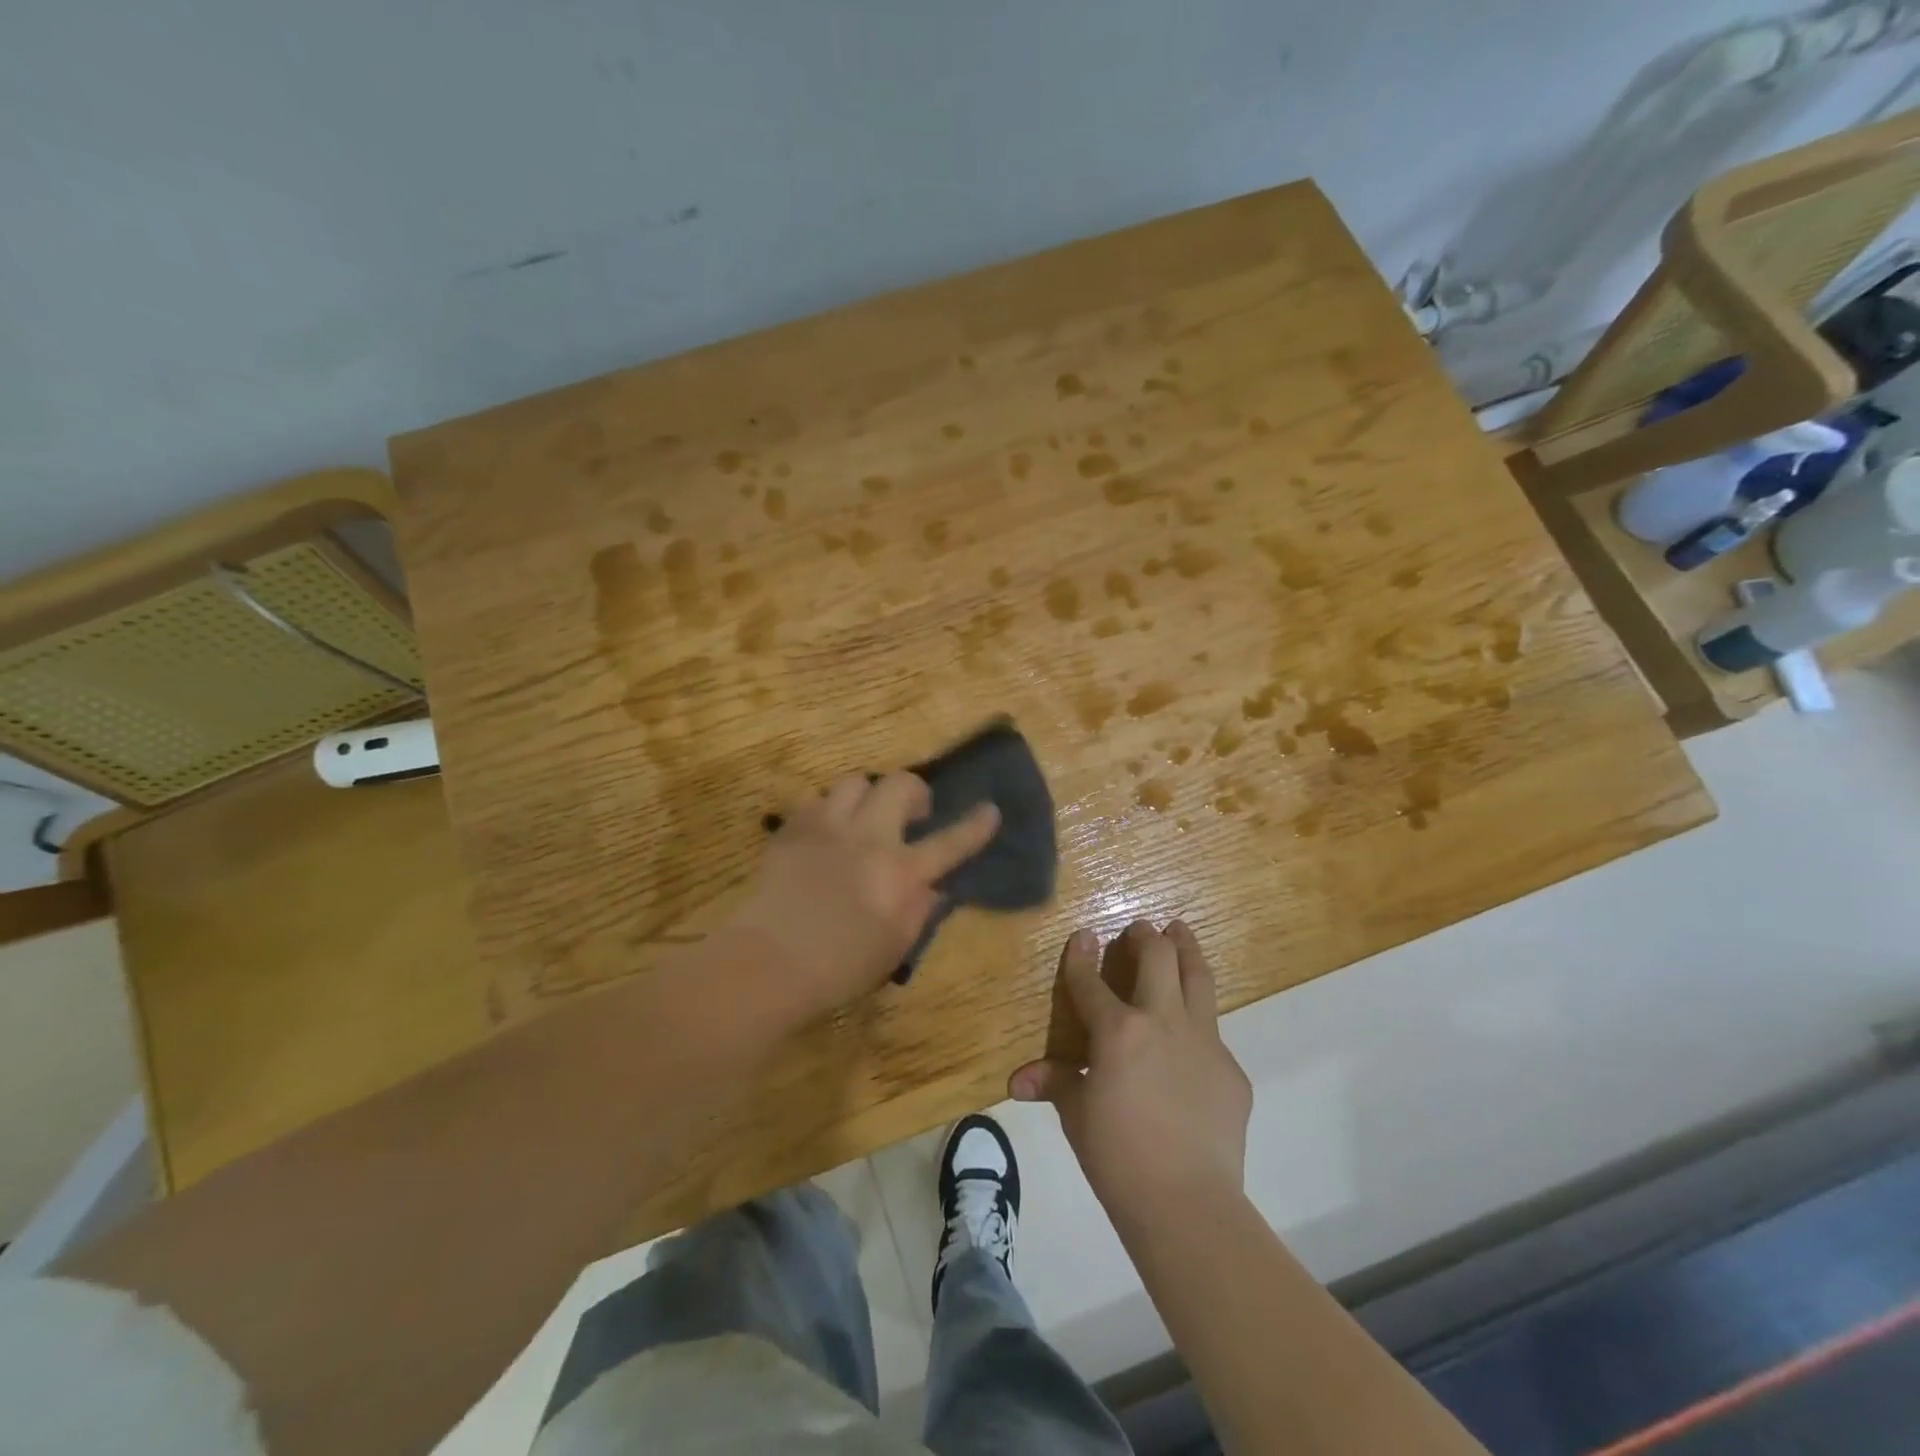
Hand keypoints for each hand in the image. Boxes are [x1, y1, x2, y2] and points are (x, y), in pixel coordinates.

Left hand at [735, 772, 999, 1021]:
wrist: (768, 963)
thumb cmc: (838, 968)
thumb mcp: (894, 948)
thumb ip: (919, 910)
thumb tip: (933, 886)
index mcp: (900, 873)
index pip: (950, 842)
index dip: (975, 826)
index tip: (990, 810)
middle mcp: (868, 838)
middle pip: (900, 785)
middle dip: (914, 791)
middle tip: (912, 814)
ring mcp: (827, 827)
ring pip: (855, 781)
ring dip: (868, 795)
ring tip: (864, 818)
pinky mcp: (792, 829)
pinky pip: (817, 800)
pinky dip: (829, 810)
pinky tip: (826, 832)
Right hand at [1011, 921, 1251, 1224]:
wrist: (1187, 1203)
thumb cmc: (1118, 1156)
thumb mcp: (1077, 1115)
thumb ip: (1055, 1085)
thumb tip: (1018, 1082)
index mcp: (1118, 1030)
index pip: (1092, 981)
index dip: (1082, 956)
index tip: (1083, 935)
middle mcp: (1162, 1021)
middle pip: (1158, 957)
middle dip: (1146, 935)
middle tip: (1139, 928)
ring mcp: (1203, 1041)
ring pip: (1197, 977)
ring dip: (1186, 948)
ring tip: (1180, 931)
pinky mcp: (1231, 1069)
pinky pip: (1213, 1031)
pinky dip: (1199, 1018)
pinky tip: (1191, 1034)